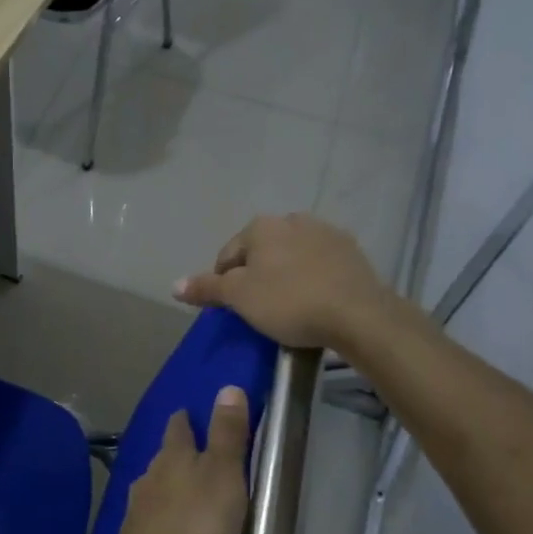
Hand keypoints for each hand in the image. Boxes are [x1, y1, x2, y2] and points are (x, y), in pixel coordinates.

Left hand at [104, 386, 252, 533]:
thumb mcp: (225, 475)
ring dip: (168, 486)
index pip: (178, 426)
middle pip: (164, 456)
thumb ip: (227, 433)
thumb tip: (227, 386)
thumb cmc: (198, 525)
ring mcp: (136, 508)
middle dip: (177, 453)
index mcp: (172, 455)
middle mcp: (148, 474)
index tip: (191, 414)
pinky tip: (169, 528)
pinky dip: (162, 517)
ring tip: (187, 494)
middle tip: (198, 457)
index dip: (186, 419)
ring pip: (154, 486)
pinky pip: (150, 518)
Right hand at [173, 213, 392, 350]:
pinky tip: (316, 301)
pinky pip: (320, 263)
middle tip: (259, 309)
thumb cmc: (289, 302)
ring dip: (285, 274)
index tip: (232, 309)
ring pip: (292, 255)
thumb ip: (206, 287)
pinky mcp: (351, 251)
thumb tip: (174, 284)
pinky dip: (312, 277)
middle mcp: (292, 219)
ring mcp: (325, 232)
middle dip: (256, 275)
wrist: (358, 314)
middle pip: (261, 251)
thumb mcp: (239, 298)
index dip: (223, 283)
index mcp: (260, 226)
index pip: (228, 255)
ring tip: (289, 307)